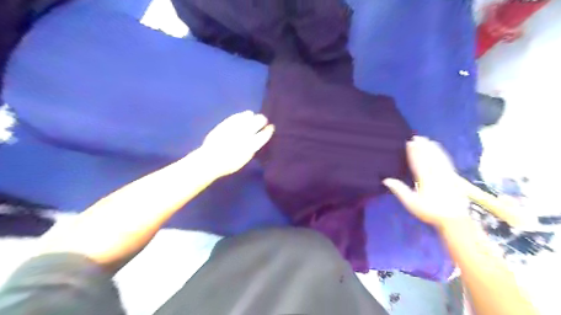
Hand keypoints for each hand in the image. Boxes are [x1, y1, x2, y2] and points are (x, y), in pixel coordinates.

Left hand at [200, 110, 273, 178]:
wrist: (210, 160)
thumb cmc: (228, 164)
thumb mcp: (244, 159)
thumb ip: (252, 149)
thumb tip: (257, 141)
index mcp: (251, 145)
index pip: (263, 135)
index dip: (268, 131)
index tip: (271, 127)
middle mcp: (245, 134)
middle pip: (257, 123)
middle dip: (261, 120)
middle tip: (263, 120)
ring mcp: (235, 128)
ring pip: (247, 117)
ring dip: (252, 116)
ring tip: (252, 116)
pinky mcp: (226, 124)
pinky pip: (236, 116)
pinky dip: (241, 115)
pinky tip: (244, 115)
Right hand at [384, 136, 469, 229]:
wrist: (454, 218)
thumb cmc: (430, 211)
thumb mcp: (411, 203)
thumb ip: (400, 190)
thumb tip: (386, 180)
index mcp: (425, 179)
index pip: (418, 162)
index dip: (413, 152)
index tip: (409, 143)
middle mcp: (436, 174)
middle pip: (428, 157)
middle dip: (422, 146)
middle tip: (417, 137)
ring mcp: (446, 174)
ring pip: (438, 157)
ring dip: (432, 148)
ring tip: (427, 140)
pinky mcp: (453, 176)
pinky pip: (447, 161)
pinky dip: (442, 153)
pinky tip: (439, 150)